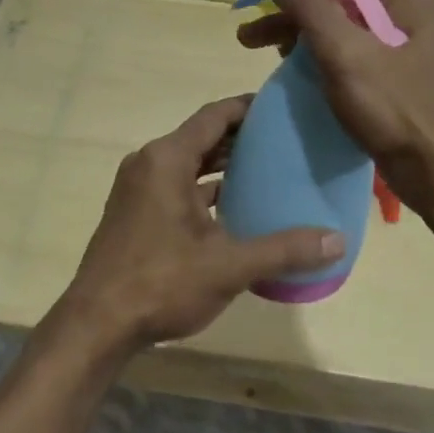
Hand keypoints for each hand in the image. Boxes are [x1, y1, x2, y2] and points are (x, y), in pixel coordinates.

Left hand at [61, 97, 344, 349]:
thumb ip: (283, 249)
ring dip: (221, 166)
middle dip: (239, 138)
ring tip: (265, 172)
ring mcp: (137, 188)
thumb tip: (337, 240)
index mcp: (167, 158)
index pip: (214, 116)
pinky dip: (203, 190)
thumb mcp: (228, 265)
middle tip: (282, 142)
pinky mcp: (134, 212)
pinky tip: (233, 209)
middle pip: (201, 137)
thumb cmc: (161, 282)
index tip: (279, 107)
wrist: (97, 325)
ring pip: (187, 164)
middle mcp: (149, 162)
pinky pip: (175, 186)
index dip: (246, 108)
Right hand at [236, 0, 433, 215]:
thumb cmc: (395, 109)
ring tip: (248, 38)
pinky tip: (282, 54)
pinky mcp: (390, 59)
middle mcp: (408, 1)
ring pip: (336, 11)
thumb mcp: (344, 51)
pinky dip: (312, 42)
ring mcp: (400, 31)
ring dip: (293, 20)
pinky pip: (344, 36)